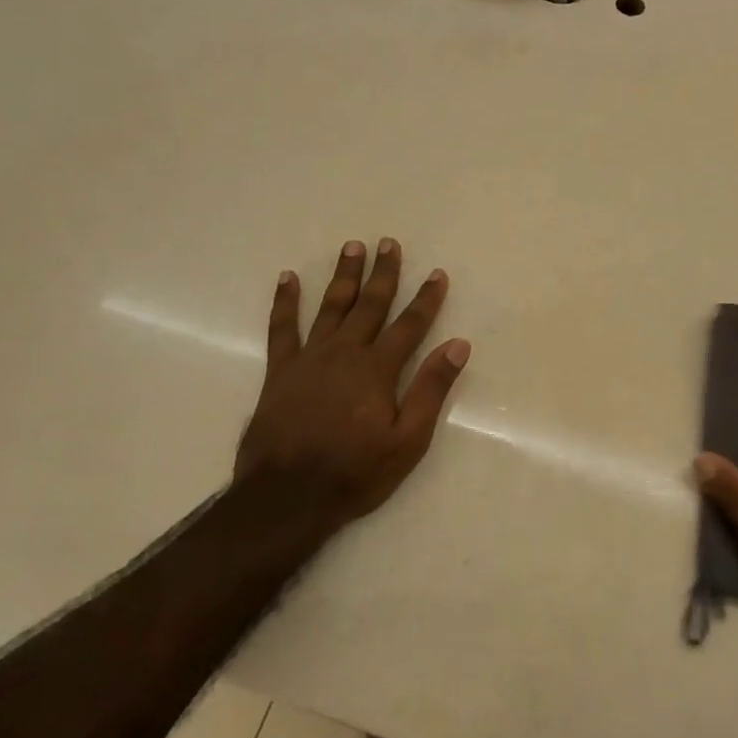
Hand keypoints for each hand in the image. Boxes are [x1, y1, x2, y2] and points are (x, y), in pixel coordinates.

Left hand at [234, 238, 469, 539]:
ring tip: (352, 247)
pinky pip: (282, 328)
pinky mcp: (280, 371)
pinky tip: (288, 279)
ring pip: (330, 307)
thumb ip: (431, 389)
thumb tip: (458, 345)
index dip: (426, 299)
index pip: (409, 325)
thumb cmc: (356, 472)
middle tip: (389, 243)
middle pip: (370, 305)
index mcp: (378, 370)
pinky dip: (285, 302)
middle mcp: (345, 353)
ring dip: (343, 276)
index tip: (437, 274)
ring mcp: (309, 359)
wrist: (287, 495)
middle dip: (383, 273)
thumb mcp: (408, 440)